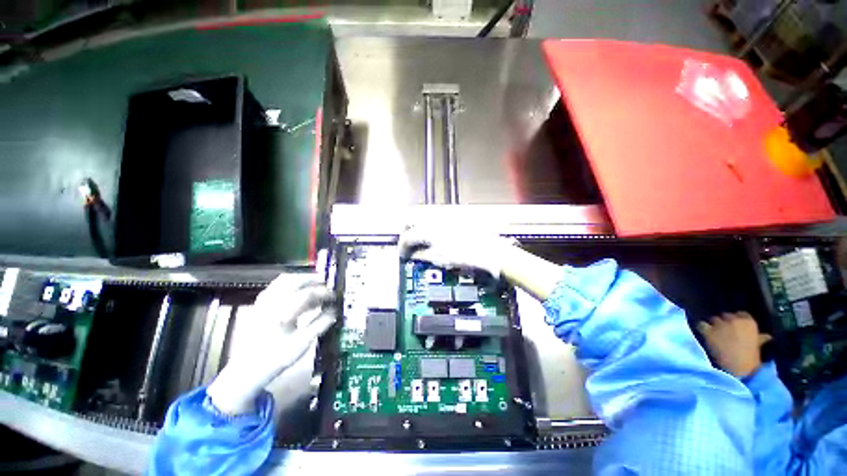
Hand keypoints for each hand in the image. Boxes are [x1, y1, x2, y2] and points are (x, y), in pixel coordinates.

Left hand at [207, 274, 335, 414]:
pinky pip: (274, 286)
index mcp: (282, 312)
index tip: (334, 296)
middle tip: (325, 284)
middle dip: (312, 279)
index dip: (323, 292)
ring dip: (300, 279)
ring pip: (283, 280)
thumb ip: (320, 324)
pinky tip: (295, 292)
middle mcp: (271, 303)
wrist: (247, 371)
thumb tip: (335, 312)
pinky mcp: (258, 306)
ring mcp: (262, 303)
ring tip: (312, 285)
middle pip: (294, 280)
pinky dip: (288, 284)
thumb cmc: (276, 358)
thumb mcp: (302, 343)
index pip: (307, 294)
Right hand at [399, 223, 514, 276]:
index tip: (403, 254)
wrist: (489, 250)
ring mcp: (443, 212)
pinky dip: (428, 220)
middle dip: (405, 229)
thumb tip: (413, 254)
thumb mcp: (439, 259)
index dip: (402, 247)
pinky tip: (433, 230)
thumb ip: (422, 254)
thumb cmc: (466, 256)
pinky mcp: (452, 212)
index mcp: (427, 230)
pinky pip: (434, 213)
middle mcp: (432, 217)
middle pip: (409, 217)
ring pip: (421, 212)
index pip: (406, 237)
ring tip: (419, 236)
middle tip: (407, 241)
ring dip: (416, 223)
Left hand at [697, 312, 770, 377]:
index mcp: (749, 322)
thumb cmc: (750, 360)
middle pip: (725, 316)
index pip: (740, 314)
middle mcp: (734, 320)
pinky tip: (703, 334)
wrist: (738, 371)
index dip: (737, 320)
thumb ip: (760, 338)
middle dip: (724, 322)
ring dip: (713, 325)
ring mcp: (720, 325)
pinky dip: (702, 328)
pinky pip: (701, 325)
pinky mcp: (708, 331)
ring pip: (713, 319)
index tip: (736, 327)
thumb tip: (767, 336)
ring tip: (714, 334)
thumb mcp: (758, 347)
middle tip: (724, 332)